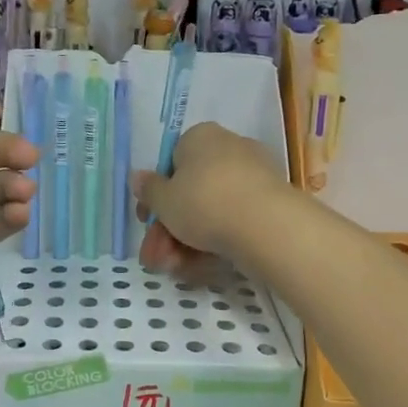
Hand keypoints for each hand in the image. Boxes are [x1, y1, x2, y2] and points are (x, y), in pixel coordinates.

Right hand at [133, 122, 284, 274]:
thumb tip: (137, 176)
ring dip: (188, 241)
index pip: (172, 163)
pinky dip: (217, 240)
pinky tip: (202, 267)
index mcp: (201, 137)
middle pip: (191, 192)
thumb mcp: (164, 199)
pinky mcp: (270, 201)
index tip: (147, 221)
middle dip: (169, 229)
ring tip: (177, 269)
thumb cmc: (204, 202)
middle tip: (157, 257)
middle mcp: (229, 148)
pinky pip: (235, 219)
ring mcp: (253, 175)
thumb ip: (148, 189)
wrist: (266, 225)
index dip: (157, 196)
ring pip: (212, 209)